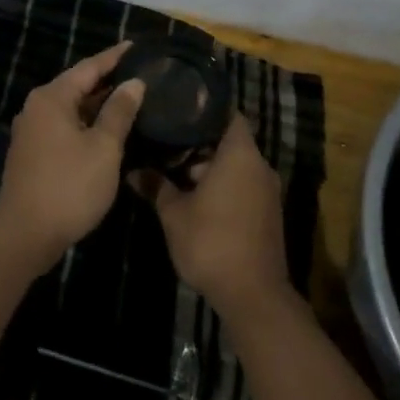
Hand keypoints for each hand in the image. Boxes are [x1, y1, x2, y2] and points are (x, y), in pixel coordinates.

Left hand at [0, 43, 144, 274]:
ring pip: (73, 108)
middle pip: (79, 85)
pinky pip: (66, 126)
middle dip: (109, 80)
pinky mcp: (34, 153)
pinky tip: (111, 130)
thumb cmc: (69, 186)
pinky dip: (88, 123)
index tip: (139, 46)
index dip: (115, 57)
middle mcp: (38, 107)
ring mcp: (33, 131)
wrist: (24, 235)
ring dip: (100, 104)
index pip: (90, 67)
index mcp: (52, 97)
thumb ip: (119, 111)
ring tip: (133, 99)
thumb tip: (134, 83)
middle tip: (142, 73)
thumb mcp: (103, 147)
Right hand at [136, 115, 291, 325]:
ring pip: (236, 165)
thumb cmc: (211, 242)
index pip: (228, 113)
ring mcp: (267, 191)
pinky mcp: (267, 213)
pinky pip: (243, 185)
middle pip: (230, 140)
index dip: (205, 107)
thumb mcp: (174, 213)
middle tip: (167, 137)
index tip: (180, 105)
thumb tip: (132, 171)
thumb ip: (156, 186)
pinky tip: (194, 194)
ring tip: (174, 165)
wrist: (253, 295)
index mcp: (240, 154)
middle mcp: (259, 166)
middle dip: (200, 140)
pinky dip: (222, 184)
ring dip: (210, 166)